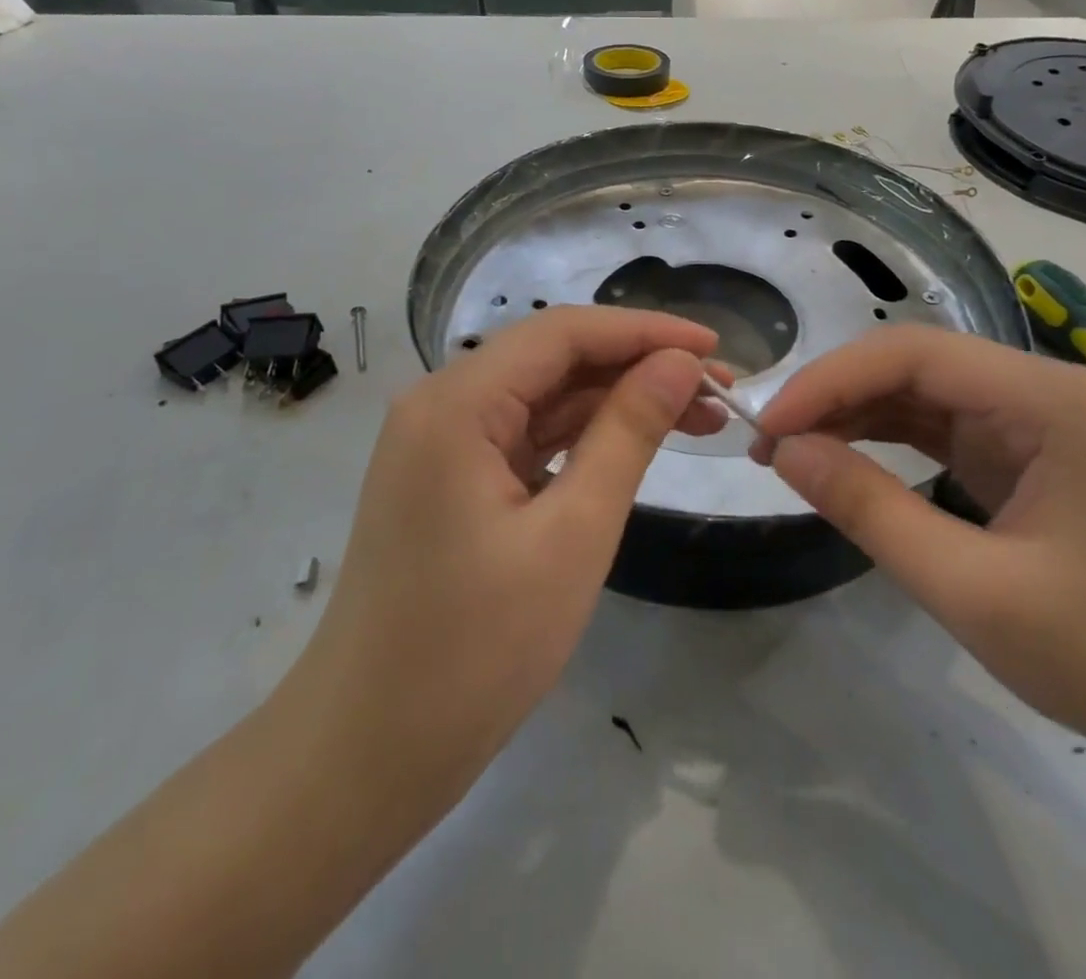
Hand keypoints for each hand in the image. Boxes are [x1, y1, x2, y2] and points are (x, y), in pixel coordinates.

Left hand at [282, 306, 724, 819]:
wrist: (366, 754)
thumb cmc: (474, 651)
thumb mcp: (573, 535)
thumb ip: (628, 434)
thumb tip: (679, 364)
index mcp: (456, 402)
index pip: (563, 332)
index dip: (645, 331)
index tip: (715, 348)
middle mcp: (440, 404)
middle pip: (553, 358)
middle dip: (637, 366)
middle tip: (719, 392)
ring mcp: (441, 443)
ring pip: (544, 397)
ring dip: (616, 402)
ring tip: (698, 417)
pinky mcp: (450, 479)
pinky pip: (526, 436)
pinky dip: (582, 437)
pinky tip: (633, 445)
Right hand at [750, 327, 1085, 753]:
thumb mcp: (970, 588)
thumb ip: (869, 509)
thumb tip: (784, 451)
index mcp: (1046, 400)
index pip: (911, 354)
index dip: (829, 381)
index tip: (769, 427)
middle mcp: (1041, 389)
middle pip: (913, 363)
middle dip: (835, 395)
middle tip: (769, 442)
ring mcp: (1034, 419)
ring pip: (920, 391)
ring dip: (852, 413)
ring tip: (790, 450)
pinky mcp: (1024, 452)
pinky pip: (937, 425)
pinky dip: (883, 437)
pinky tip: (841, 456)